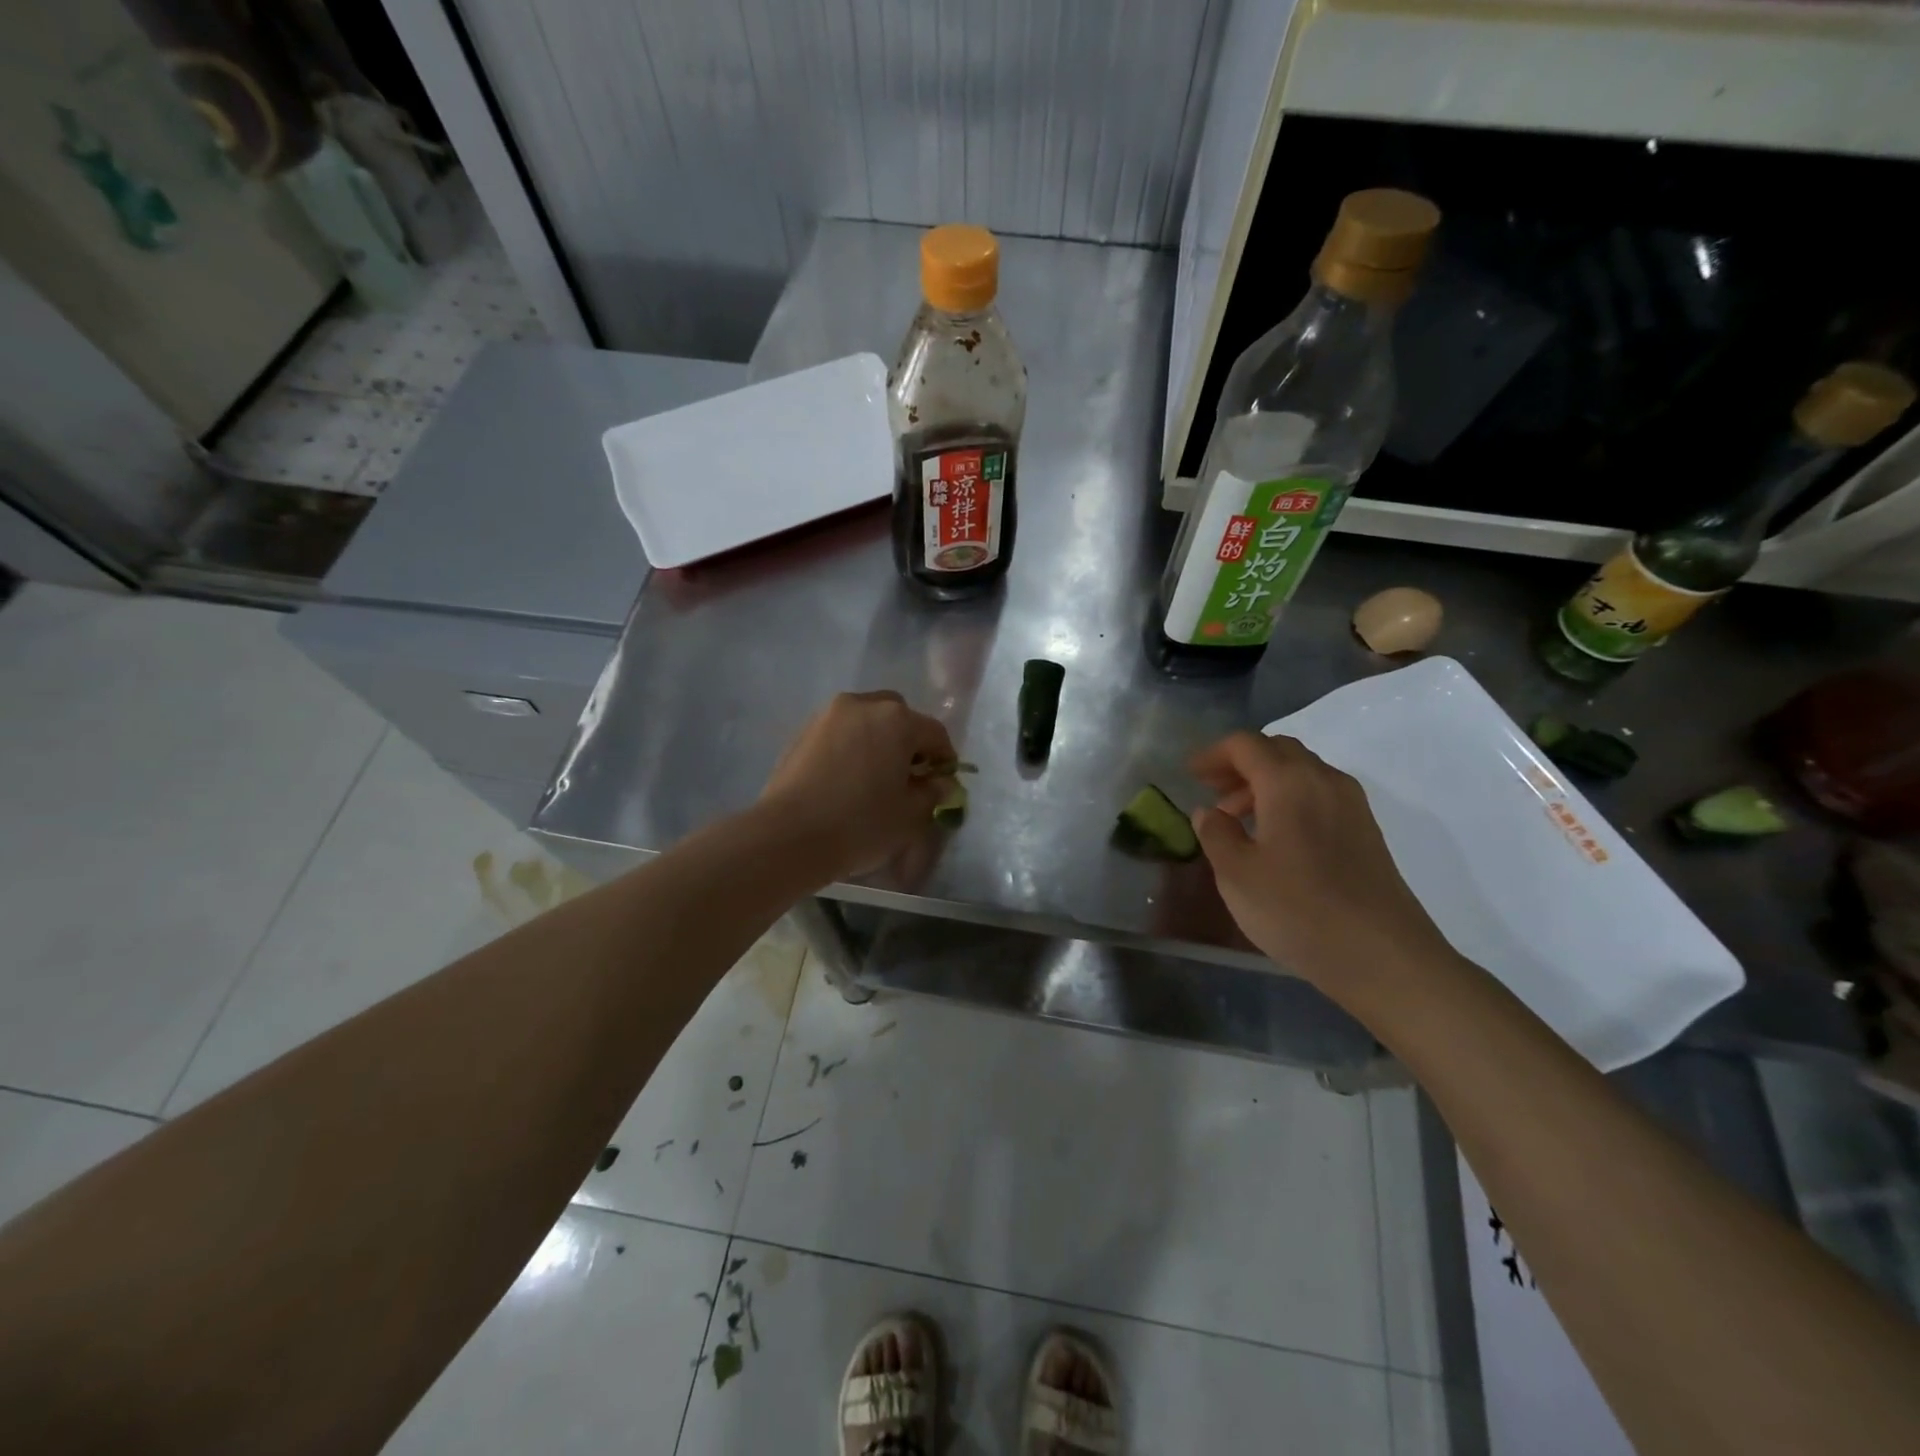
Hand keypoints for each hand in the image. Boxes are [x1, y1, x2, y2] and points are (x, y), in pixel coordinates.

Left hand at [760, 691, 956, 880]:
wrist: (788, 836)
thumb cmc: (860, 823)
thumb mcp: (910, 814)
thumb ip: (933, 792)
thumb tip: (941, 782)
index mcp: (897, 719)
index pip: (935, 733)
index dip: (944, 759)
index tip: (941, 783)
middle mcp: (863, 705)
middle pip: (898, 716)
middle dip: (908, 741)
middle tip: (906, 775)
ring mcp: (828, 715)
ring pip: (865, 721)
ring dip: (877, 741)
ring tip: (873, 777)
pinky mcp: (802, 731)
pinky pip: (839, 733)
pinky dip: (850, 747)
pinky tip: (845, 779)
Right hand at [1189, 731, 1455, 988]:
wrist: (1382, 956)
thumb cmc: (1298, 910)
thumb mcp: (1237, 874)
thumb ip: (1216, 834)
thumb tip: (1208, 812)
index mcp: (1288, 782)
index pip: (1245, 745)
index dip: (1213, 754)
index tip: (1189, 775)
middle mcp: (1324, 780)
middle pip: (1277, 750)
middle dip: (1240, 763)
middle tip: (1213, 791)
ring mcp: (1351, 804)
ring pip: (1301, 771)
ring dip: (1265, 782)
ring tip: (1238, 818)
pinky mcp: (1365, 830)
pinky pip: (1319, 793)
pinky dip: (1290, 798)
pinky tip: (1276, 836)